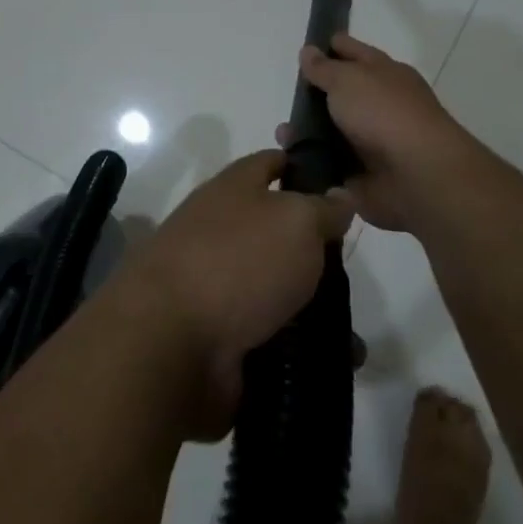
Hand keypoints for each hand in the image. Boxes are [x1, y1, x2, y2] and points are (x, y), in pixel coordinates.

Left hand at [117, 150, 352, 432]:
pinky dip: (302, 347)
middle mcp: (220, 232)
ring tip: (353, 329)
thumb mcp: (295, 220)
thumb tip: (338, 196)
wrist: (169, 343)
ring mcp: (217, 285)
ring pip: (277, 289)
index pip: (271, 163)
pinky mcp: (219, 334)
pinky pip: (272, 336)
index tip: (340, 182)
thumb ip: (323, 208)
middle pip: (276, 232)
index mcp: (232, 191)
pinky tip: (338, 360)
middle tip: (353, 266)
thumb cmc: (237, 262)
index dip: (304, 165)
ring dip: (315, 307)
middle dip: (316, 250)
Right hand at [280, 33, 477, 233]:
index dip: (331, 47)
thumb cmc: (383, 113)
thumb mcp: (347, 79)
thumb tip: (309, 51)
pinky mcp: (364, 172)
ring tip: (284, 133)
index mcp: (385, 73)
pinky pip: (330, 162)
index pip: (353, 52)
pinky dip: (312, 160)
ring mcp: (374, 139)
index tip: (306, 48)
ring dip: (307, 131)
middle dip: (315, 94)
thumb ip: (324, 68)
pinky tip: (291, 157)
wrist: (415, 173)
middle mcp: (381, 104)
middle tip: (288, 95)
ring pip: (333, 130)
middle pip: (342, 93)